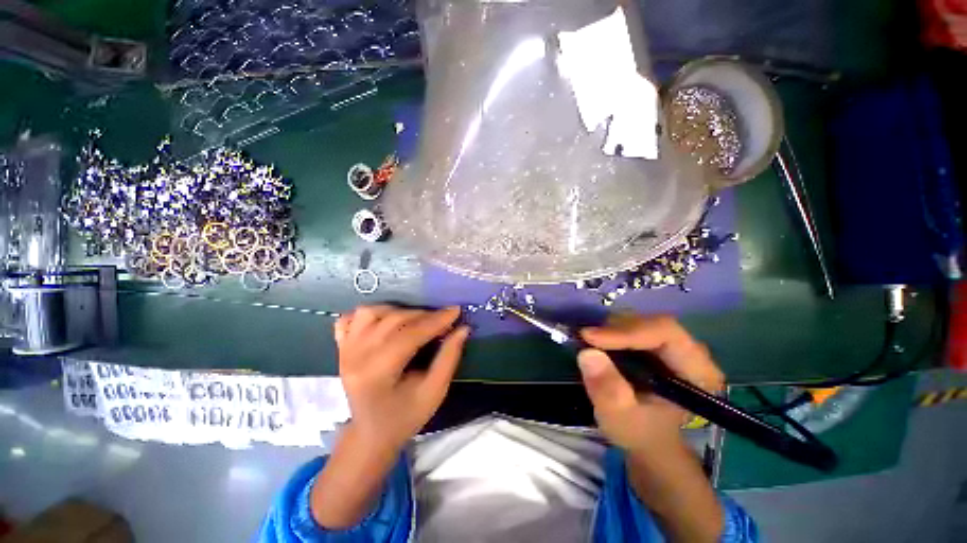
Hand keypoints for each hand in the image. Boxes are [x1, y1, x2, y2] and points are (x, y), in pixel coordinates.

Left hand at [334, 305, 469, 452]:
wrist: (370, 433)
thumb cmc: (405, 417)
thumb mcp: (434, 392)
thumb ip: (449, 358)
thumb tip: (462, 329)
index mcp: (376, 374)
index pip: (409, 335)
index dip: (435, 321)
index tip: (456, 310)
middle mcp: (355, 357)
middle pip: (393, 320)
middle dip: (424, 315)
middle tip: (444, 319)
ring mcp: (344, 350)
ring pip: (371, 313)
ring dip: (398, 311)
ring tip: (417, 321)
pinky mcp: (341, 347)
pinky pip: (350, 318)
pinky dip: (370, 314)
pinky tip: (386, 320)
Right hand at [577, 314, 723, 454]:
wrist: (648, 437)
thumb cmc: (640, 432)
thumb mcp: (621, 419)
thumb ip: (608, 391)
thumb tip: (587, 353)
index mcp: (697, 371)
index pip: (666, 333)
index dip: (626, 331)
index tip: (590, 338)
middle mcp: (690, 351)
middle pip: (650, 323)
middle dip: (615, 329)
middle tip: (586, 340)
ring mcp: (673, 344)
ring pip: (639, 320)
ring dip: (610, 328)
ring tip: (589, 343)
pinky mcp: (655, 342)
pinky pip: (632, 325)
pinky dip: (610, 331)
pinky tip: (597, 342)